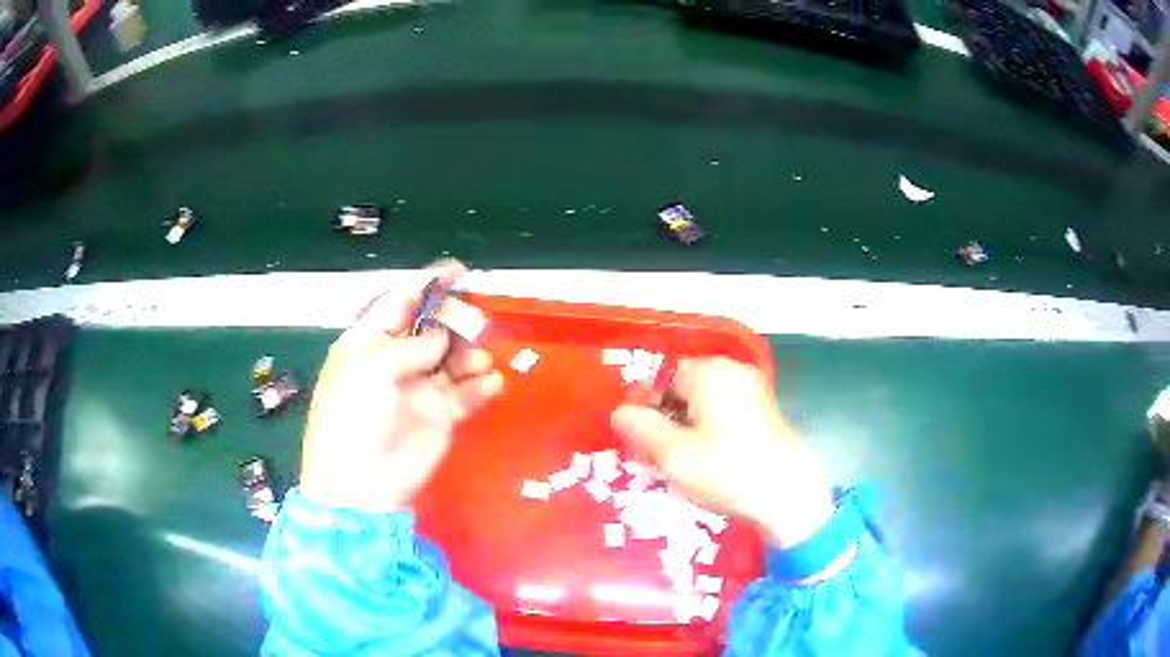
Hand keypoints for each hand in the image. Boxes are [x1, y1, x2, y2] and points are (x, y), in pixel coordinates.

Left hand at [298, 261, 504, 512]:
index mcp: (369, 343)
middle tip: (473, 323)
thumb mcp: (372, 369)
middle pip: (432, 329)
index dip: (428, 287)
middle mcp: (396, 361)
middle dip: (454, 320)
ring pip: (453, 358)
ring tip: (478, 361)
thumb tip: (439, 337)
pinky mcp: (441, 415)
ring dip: (470, 353)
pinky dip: (481, 386)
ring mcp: (419, 388)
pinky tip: (491, 383)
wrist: (361, 484)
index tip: (458, 272)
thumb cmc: (354, 416)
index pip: (400, 304)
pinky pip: (467, 393)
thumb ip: (410, 346)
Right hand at [611, 357, 834, 547]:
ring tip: (683, 463)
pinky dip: (709, 430)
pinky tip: (709, 461)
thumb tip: (620, 411)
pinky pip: (724, 412)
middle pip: (684, 388)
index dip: (648, 408)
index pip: (663, 377)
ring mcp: (753, 390)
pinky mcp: (764, 410)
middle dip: (667, 419)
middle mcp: (733, 371)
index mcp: (711, 373)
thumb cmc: (728, 471)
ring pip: (703, 402)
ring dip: (687, 428)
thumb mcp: (674, 454)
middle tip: (660, 457)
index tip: (643, 442)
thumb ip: (641, 427)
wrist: (788, 496)